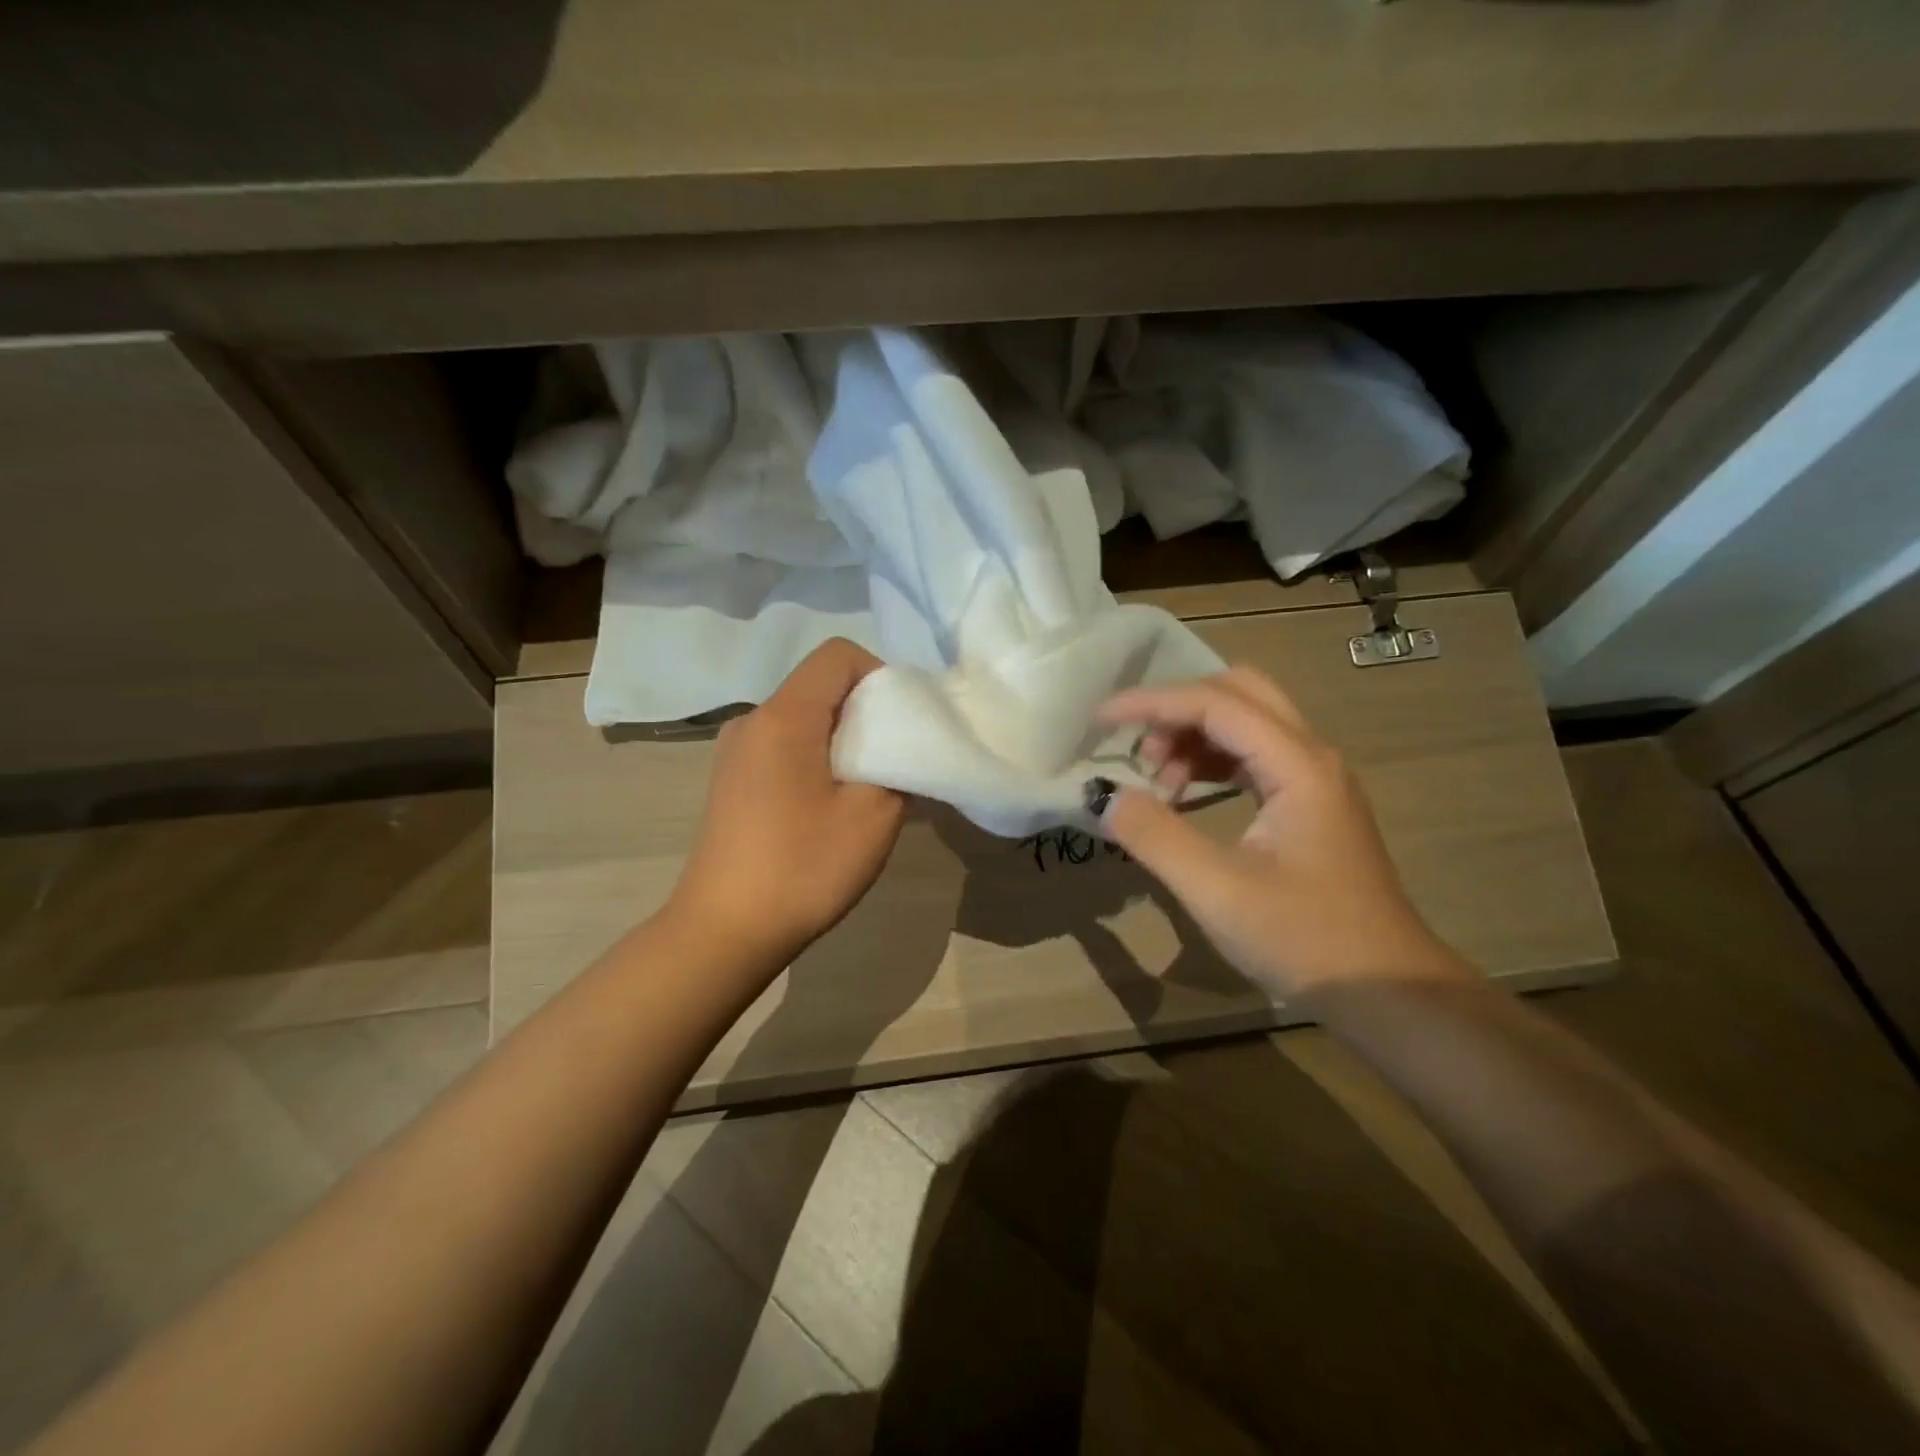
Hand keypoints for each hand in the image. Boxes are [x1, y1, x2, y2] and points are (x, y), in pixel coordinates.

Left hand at [670, 639, 905, 964]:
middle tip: (892, 761)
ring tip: (863, 791)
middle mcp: (753, 720)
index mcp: (784, 716)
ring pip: (804, 719)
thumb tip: (898, 749)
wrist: (723, 932)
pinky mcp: (732, 780)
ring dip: (842, 741)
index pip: (838, 655)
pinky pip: (785, 747)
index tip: (900, 724)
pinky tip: (827, 809)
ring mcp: (736, 751)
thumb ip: (898, 766)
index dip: (880, 676)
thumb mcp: (873, 817)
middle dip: (866, 712)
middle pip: (821, 686)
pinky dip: (816, 760)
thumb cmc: (802, 868)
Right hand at [1096, 667, 1467, 997]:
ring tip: (1158, 782)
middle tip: (1138, 749)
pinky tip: (1186, 797)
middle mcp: (1312, 757)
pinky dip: (1212, 761)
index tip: (1101, 720)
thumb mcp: (1217, 891)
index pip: (1216, 704)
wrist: (1386, 993)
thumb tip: (1107, 796)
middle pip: (1240, 693)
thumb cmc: (1305, 940)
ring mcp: (1315, 780)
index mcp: (1298, 766)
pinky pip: (1254, 757)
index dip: (1152, 703)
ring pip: (1248, 723)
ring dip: (1195, 735)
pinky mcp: (1310, 805)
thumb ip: (1156, 836)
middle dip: (1179, 709)